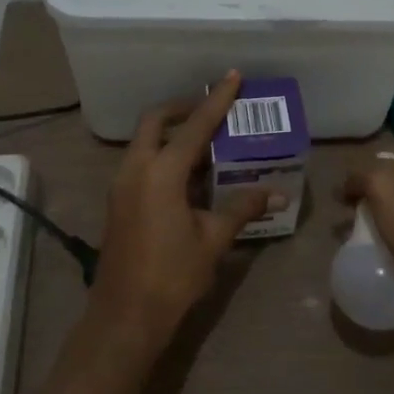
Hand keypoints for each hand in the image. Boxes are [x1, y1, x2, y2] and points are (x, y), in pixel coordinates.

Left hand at [94, 71, 276, 350]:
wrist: (124, 316)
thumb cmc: (172, 276)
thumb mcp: (213, 240)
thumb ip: (241, 209)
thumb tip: (275, 193)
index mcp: (161, 172)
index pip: (195, 126)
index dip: (216, 100)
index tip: (231, 76)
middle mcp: (136, 169)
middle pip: (156, 121)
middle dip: (183, 109)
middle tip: (212, 111)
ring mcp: (122, 185)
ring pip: (145, 142)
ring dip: (172, 135)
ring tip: (207, 145)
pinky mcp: (118, 201)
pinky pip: (141, 163)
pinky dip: (162, 156)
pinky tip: (189, 177)